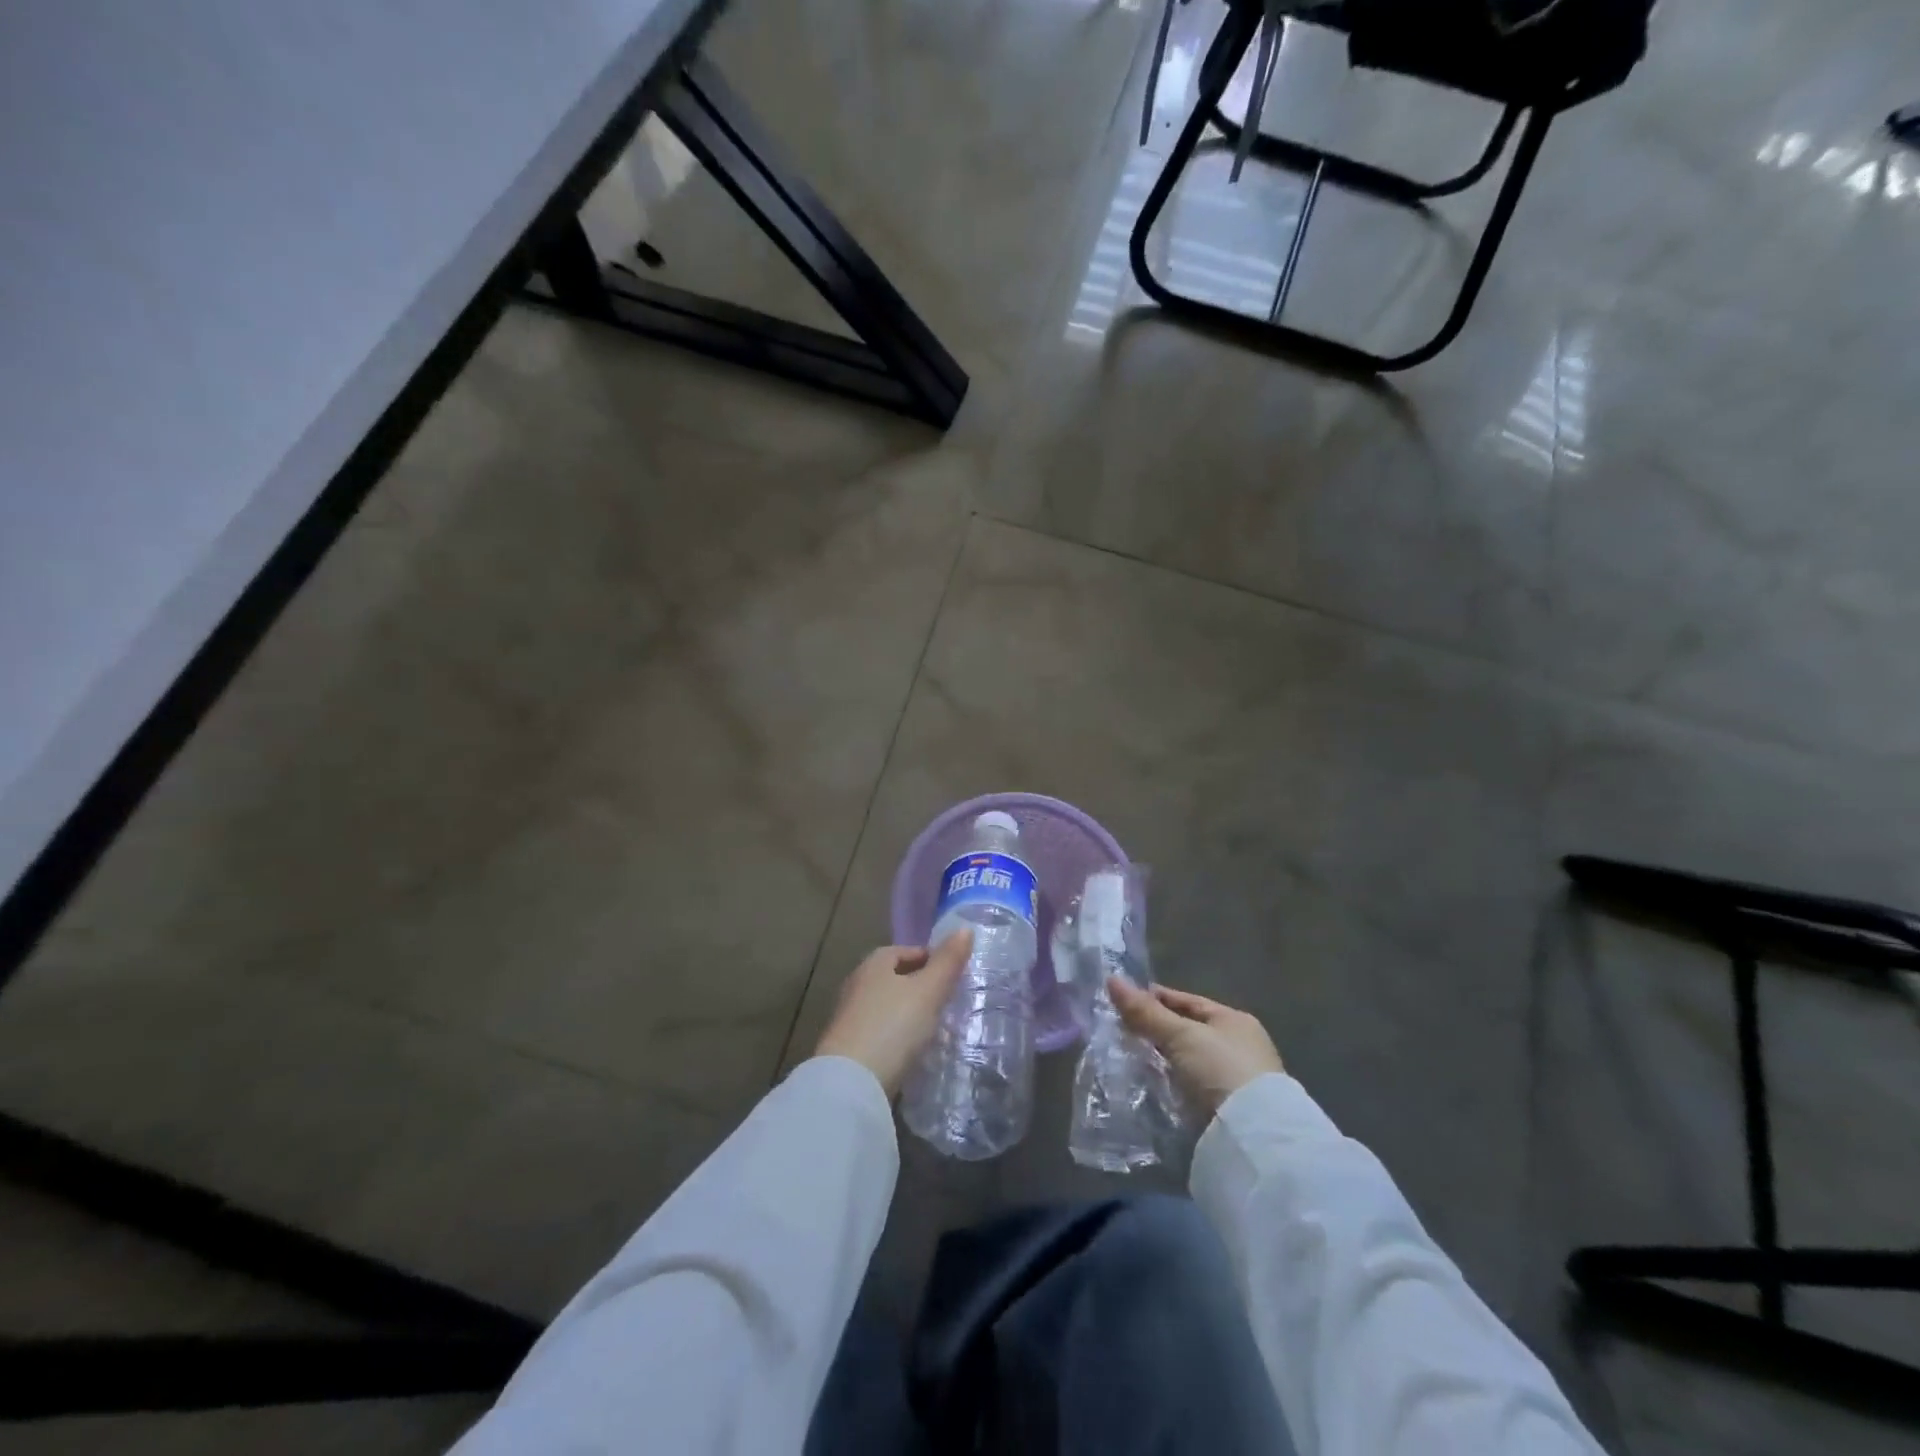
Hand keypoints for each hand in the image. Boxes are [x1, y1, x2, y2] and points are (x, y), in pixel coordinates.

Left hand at [814, 932, 972, 1095]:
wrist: (850, 1084)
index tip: (954, 975)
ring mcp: (849, 1017)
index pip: (906, 951)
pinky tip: (912, 1051)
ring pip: (887, 1006)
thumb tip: (965, 928)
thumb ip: (948, 961)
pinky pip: (880, 1032)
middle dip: (920, 986)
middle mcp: (857, 984)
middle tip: (948, 1001)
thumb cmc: (892, 1027)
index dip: (931, 958)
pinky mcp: (847, 1047)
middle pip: (894, 978)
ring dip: (908, 1013)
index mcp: (874, 963)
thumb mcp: (928, 991)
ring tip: (935, 1028)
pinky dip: (897, 1036)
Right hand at [1108, 979, 1284, 1115]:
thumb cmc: (1220, 1069)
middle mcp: (1238, 1046)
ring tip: (1127, 1056)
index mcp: (1234, 1020)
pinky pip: (1189, 1085)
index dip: (1156, 998)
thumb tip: (1112, 980)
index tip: (1124, 1001)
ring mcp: (1233, 1078)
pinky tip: (1148, 1082)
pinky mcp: (1226, 1108)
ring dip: (1161, 1058)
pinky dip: (1170, 1082)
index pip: (1188, 1001)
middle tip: (1120, 1029)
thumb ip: (1146, 1012)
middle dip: (1155, 1030)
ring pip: (1186, 1060)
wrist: (1253, 1135)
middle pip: (1187, 1031)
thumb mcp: (1180, 1035)